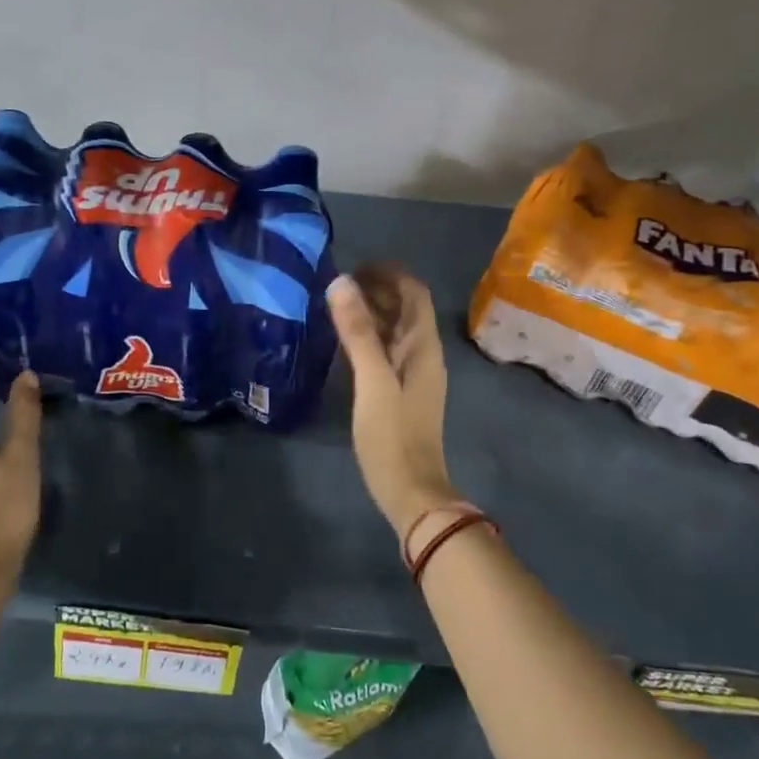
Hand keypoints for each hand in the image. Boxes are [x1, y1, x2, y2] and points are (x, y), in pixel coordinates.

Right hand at [326, 266, 463, 540]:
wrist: (411, 491)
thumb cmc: (392, 435)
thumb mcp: (372, 380)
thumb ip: (357, 332)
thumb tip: (341, 282)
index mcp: (423, 346)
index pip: (414, 292)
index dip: (388, 273)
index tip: (353, 267)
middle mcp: (423, 354)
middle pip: (406, 308)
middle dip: (377, 289)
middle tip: (337, 286)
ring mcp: (414, 374)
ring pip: (396, 330)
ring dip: (372, 312)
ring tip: (335, 307)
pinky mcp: (401, 392)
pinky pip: (387, 350)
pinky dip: (369, 337)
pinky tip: (344, 343)